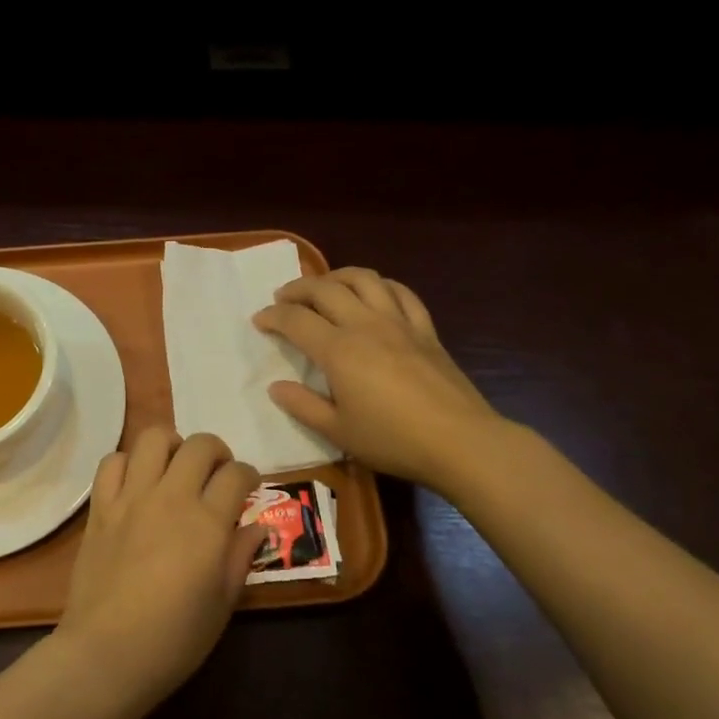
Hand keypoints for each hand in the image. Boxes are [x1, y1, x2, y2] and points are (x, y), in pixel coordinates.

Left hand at [55, 428, 264, 711]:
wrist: (107, 653)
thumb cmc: (174, 639)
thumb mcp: (222, 604)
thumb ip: (240, 557)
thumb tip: (257, 527)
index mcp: (207, 523)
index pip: (236, 474)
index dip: (249, 476)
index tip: (248, 488)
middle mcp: (171, 498)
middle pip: (200, 445)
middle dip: (217, 452)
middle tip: (217, 474)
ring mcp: (131, 498)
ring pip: (154, 438)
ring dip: (172, 445)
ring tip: (176, 467)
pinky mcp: (100, 508)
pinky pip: (112, 462)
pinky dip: (128, 462)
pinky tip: (136, 483)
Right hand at [254, 267, 501, 487]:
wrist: (460, 442)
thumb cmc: (393, 441)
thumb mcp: (338, 432)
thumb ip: (303, 406)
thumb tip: (276, 387)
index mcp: (338, 350)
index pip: (296, 321)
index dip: (272, 317)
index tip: (259, 321)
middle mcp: (365, 325)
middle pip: (325, 289)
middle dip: (298, 288)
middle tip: (282, 298)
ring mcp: (399, 323)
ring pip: (364, 279)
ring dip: (337, 276)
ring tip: (324, 286)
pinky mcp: (425, 329)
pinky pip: (401, 293)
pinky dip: (380, 285)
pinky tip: (373, 292)